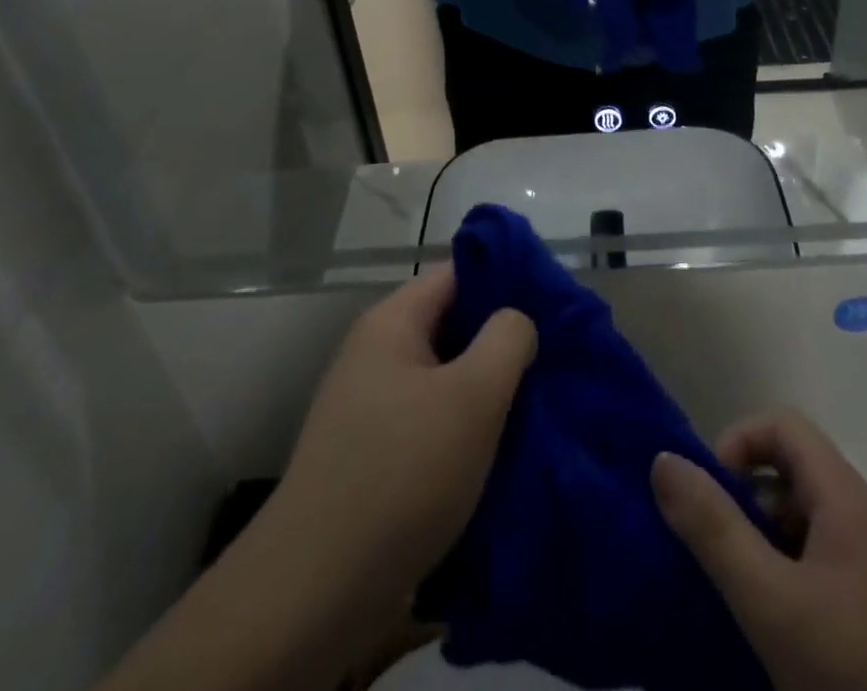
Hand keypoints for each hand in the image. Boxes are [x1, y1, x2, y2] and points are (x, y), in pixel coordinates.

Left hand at [95, 272, 535, 690]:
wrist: (315, 592)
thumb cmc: (402, 473)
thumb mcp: (473, 396)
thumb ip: (507, 339)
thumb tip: (516, 320)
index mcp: (392, 323)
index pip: (457, 274)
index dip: (505, 281)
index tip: (551, 307)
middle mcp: (375, 353)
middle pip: (451, 325)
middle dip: (500, 342)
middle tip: (550, 361)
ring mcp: (369, 406)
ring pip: (443, 377)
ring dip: (485, 390)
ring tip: (532, 407)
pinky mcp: (372, 454)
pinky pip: (429, 420)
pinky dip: (462, 428)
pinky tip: (495, 451)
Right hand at [652, 411, 866, 690]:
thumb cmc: (863, 677)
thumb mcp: (773, 604)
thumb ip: (715, 530)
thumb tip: (663, 460)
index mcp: (844, 497)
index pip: (782, 425)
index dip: (738, 443)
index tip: (710, 498)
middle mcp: (863, 521)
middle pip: (790, 475)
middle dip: (742, 503)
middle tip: (715, 557)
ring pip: (804, 529)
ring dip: (762, 550)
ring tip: (736, 604)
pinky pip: (822, 575)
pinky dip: (788, 589)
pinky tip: (774, 643)